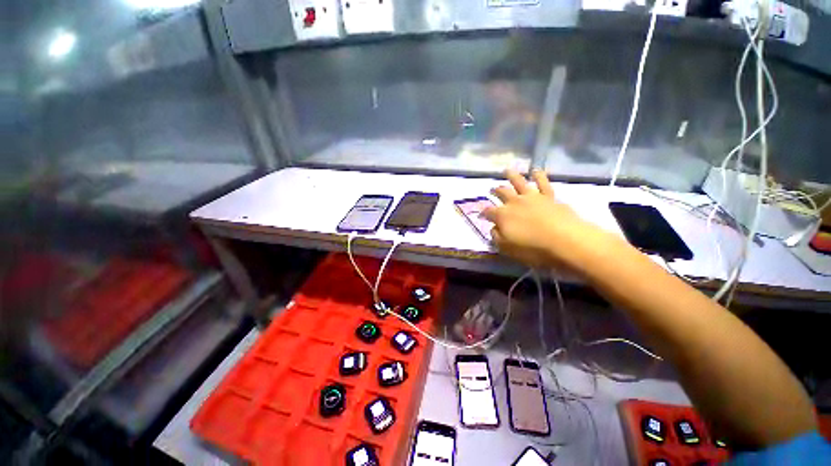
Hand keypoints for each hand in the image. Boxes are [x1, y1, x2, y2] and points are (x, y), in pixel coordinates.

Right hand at [482, 169, 604, 270]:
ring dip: (512, 175)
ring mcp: (532, 197)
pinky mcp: (548, 196)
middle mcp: (514, 202)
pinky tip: (535, 171)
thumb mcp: (507, 248)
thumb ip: (497, 237)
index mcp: (502, 215)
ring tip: (507, 170)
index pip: (488, 212)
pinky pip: (542, 183)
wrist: (565, 240)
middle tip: (492, 189)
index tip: (481, 214)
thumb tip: (494, 228)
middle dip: (495, 190)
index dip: (483, 213)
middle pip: (502, 193)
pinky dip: (538, 176)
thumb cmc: (533, 248)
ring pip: (519, 182)